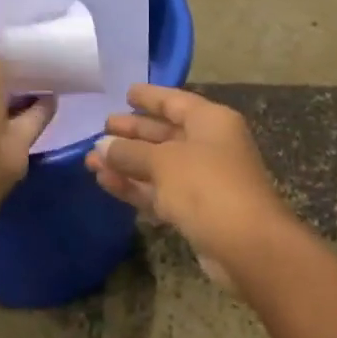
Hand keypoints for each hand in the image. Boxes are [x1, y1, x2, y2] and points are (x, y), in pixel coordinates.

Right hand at [86, 85, 295, 284]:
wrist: (246, 244)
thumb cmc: (207, 186)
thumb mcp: (164, 162)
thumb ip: (130, 152)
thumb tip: (102, 145)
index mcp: (211, 121)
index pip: (176, 101)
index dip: (150, 97)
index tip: (125, 93)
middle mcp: (210, 145)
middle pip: (166, 133)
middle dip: (133, 132)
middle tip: (101, 128)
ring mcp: (204, 179)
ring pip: (159, 165)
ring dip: (127, 163)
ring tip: (90, 160)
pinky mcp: (196, 209)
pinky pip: (161, 191)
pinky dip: (136, 186)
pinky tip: (105, 182)